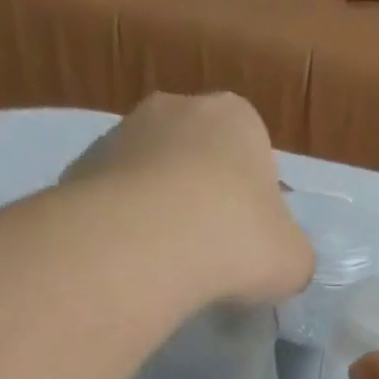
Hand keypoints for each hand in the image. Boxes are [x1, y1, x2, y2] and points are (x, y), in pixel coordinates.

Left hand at [62, 92, 313, 305]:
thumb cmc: (238, 242)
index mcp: (238, 118)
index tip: (249, 249)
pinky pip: (117, 203)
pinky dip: (127, 230)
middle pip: (199, 162)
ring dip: (162, 216)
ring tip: (169, 269)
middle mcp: (178, 108)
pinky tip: (136, 266)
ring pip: (154, 179)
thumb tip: (282, 261)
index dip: (256, 209)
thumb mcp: (294, 262)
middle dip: (204, 204)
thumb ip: (293, 255)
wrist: (149, 243)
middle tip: (210, 260)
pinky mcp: (85, 166)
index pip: (255, 158)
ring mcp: (125, 132)